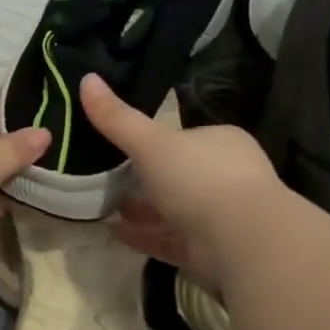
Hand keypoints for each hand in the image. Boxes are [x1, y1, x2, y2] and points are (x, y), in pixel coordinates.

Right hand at [79, 73, 284, 291]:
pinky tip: (114, 234)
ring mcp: (218, 216)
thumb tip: (86, 79)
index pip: (182, 138)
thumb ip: (118, 118)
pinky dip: (143, 236)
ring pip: (172, 210)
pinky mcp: (209, 250)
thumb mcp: (152, 143)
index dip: (151, 142)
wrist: (243, 241)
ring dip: (140, 210)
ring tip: (104, 208)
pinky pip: (169, 239)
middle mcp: (224, 177)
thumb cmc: (200, 179)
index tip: (118, 147)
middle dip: (142, 180)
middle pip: (175, 176)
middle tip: (104, 181)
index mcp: (219, 143)